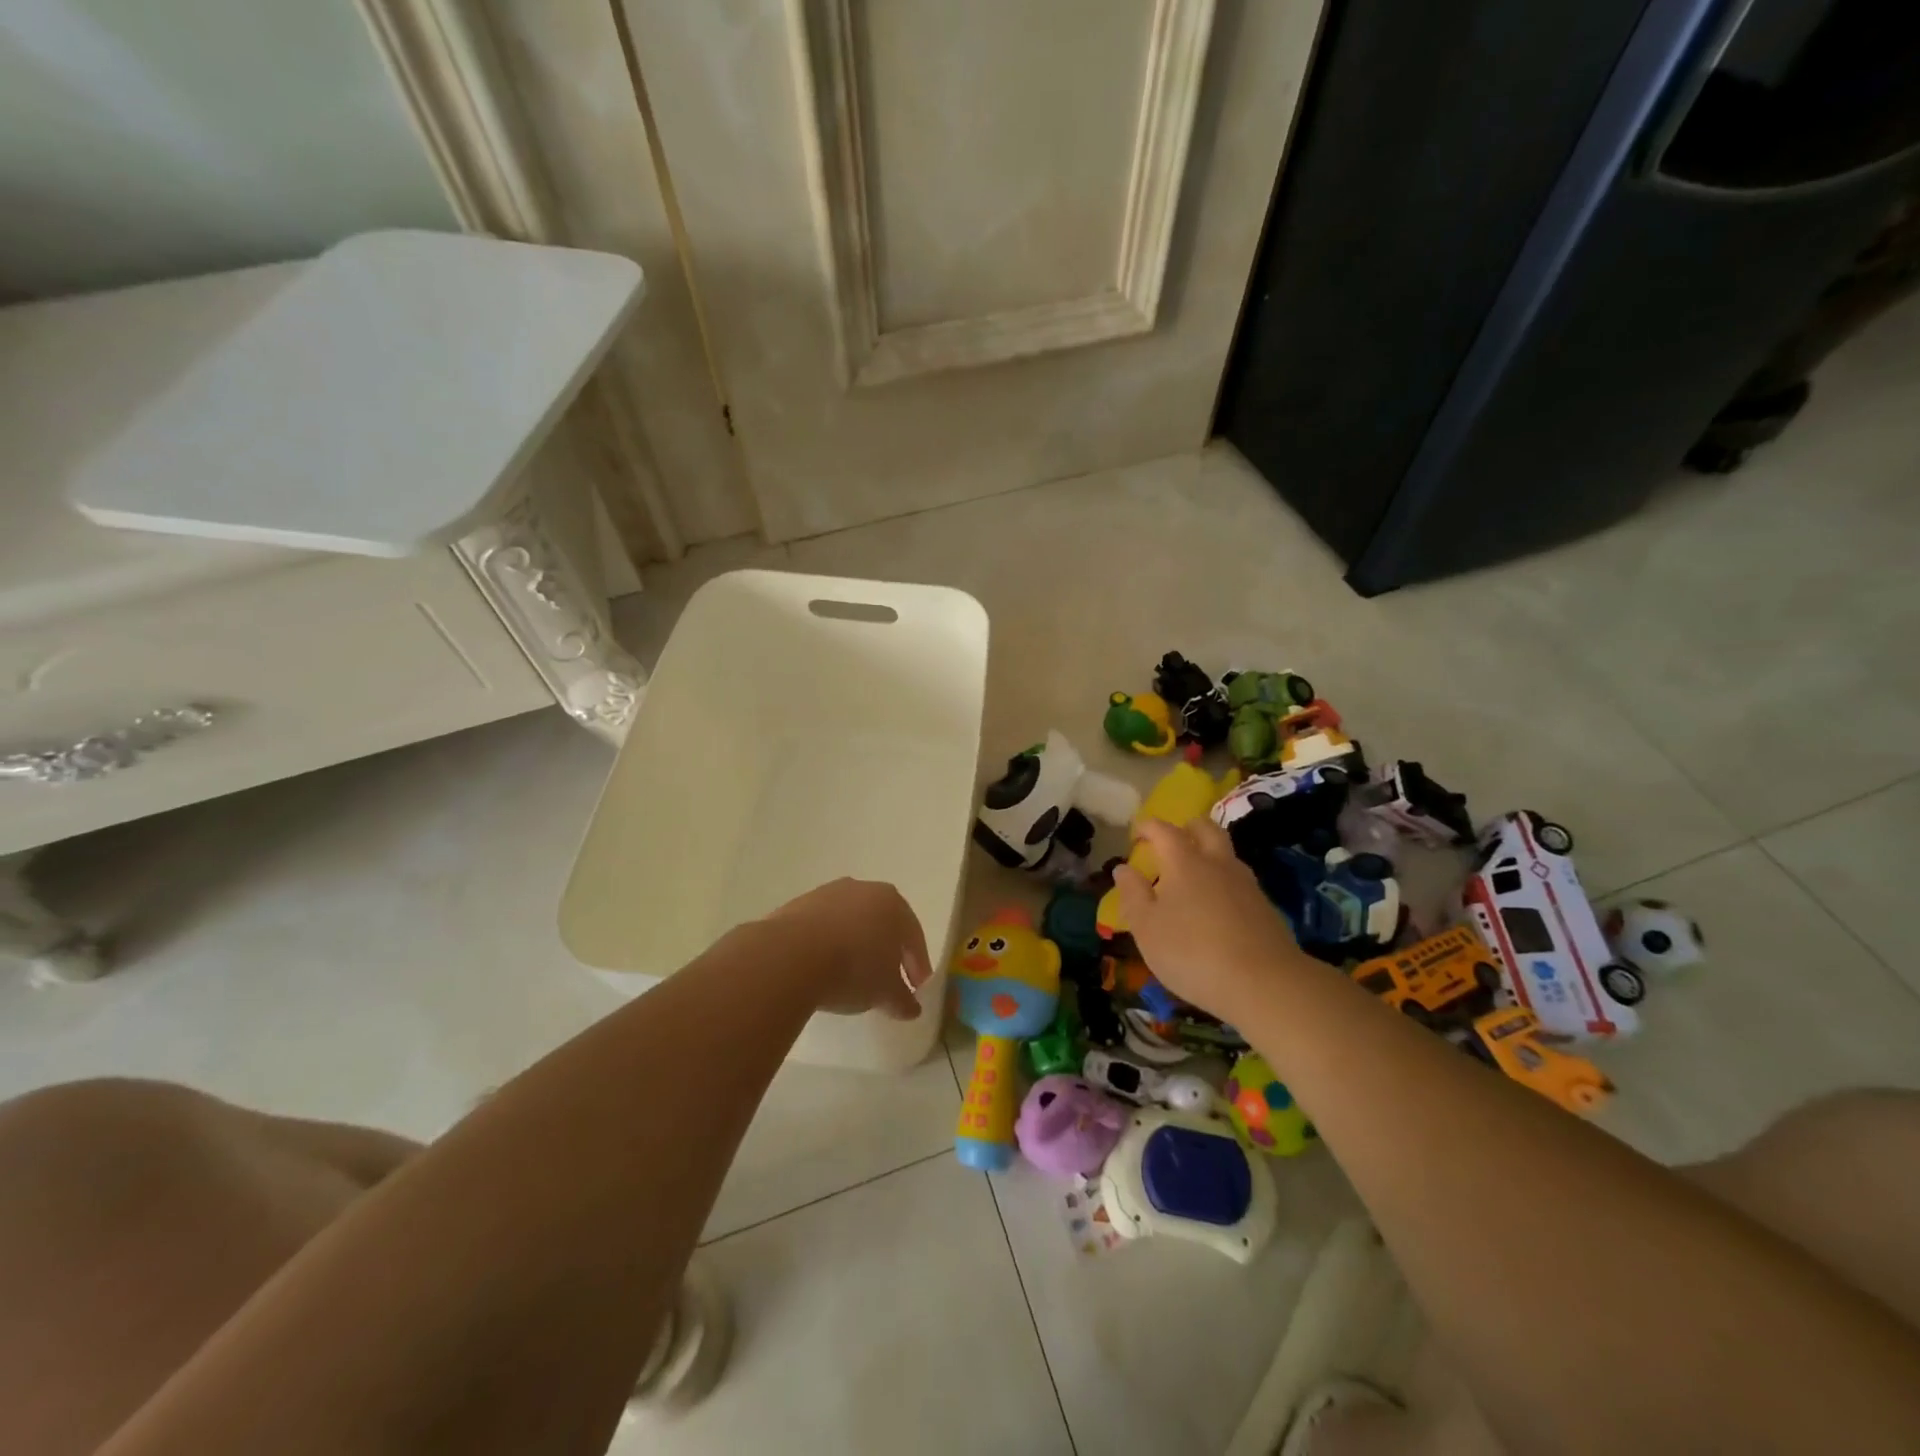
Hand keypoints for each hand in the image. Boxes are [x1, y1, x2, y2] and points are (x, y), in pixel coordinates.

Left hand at [762, 879, 932, 1019]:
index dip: (918, 964)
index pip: (913, 936)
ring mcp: (828, 893)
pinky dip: (827, 944)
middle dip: (886, 950)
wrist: (791, 956)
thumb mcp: (885, 992)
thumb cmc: (853, 968)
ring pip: (850, 922)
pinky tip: (822, 967)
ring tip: (851, 975)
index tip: (916, 987)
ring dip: (854, 945)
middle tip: (887, 979)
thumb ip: (903, 1000)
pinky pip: (822, 926)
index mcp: (893, 903)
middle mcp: (863, 889)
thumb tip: (912, 1009)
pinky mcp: (798, 904)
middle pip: (882, 923)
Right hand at [1112, 817, 1308, 1024]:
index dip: (1146, 828)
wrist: (1265, 984)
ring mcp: (1246, 883)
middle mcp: (1217, 862)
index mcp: (1184, 861)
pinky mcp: (1265, 906)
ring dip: (1208, 853)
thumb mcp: (1146, 928)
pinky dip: (1223, 881)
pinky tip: (1216, 907)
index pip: (1163, 829)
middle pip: (1205, 827)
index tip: (1135, 837)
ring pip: (1226, 852)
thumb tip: (1123, 868)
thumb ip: (1132, 894)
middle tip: (1169, 845)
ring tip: (1192, 876)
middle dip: (1185, 828)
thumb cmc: (1192, 952)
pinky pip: (1238, 880)